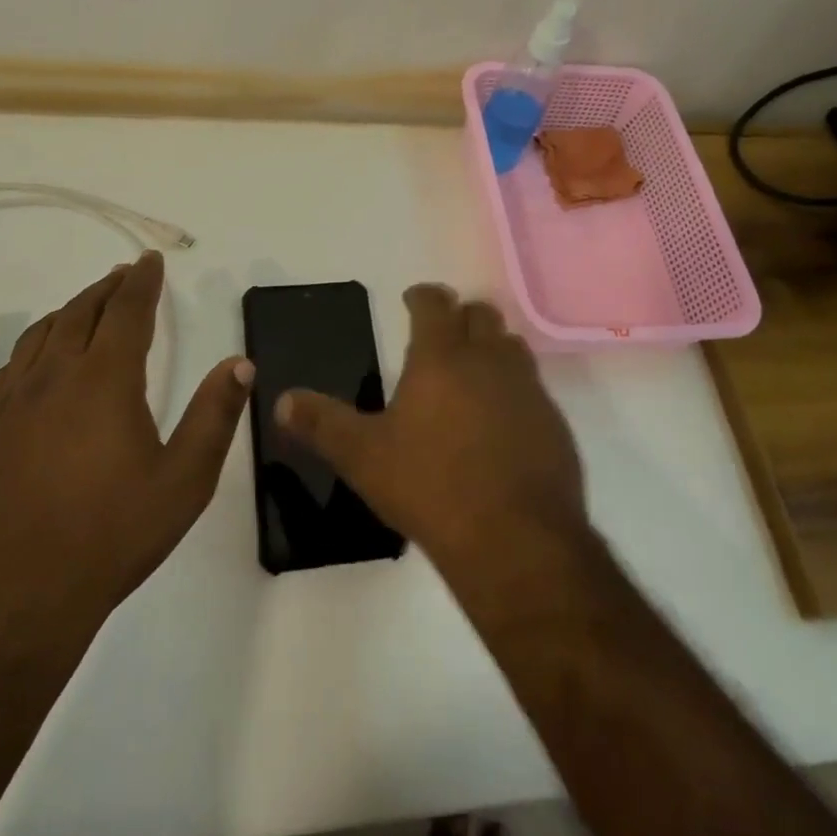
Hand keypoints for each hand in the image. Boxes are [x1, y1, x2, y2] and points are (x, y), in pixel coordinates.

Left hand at [0, 251, 251, 640]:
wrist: (17, 597)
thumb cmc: (112, 536)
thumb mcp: (185, 480)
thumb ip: (215, 416)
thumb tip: (240, 363)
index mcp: (105, 381)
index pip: (127, 311)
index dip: (142, 282)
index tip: (152, 261)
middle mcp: (55, 377)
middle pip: (82, 312)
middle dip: (108, 287)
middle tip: (126, 274)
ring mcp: (13, 401)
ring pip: (42, 333)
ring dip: (71, 309)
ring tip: (90, 304)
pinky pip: (13, 364)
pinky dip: (37, 343)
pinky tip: (42, 356)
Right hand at [275, 284, 585, 580]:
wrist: (515, 540)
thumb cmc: (430, 487)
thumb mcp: (363, 457)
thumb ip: (322, 424)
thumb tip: (282, 400)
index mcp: (441, 358)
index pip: (434, 303)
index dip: (422, 295)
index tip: (412, 298)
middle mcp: (489, 361)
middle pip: (481, 314)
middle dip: (460, 315)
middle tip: (443, 334)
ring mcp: (528, 390)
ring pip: (513, 346)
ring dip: (492, 348)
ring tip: (473, 371)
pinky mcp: (554, 423)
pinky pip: (534, 389)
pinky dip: (515, 390)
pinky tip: (502, 423)